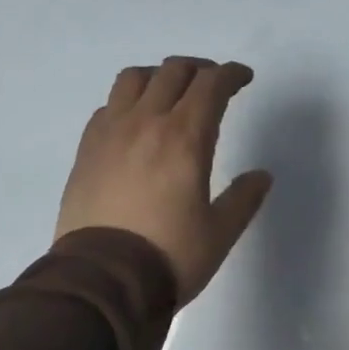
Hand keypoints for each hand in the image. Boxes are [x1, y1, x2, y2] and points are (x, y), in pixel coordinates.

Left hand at [56, 57, 272, 303]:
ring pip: (133, 78)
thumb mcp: (220, 232)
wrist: (102, 280)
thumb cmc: (169, 256)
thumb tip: (261, 176)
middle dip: (199, 69)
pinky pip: (108, 106)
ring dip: (159, 77)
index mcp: (185, 137)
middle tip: (213, 84)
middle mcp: (146, 122)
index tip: (243, 78)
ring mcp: (110, 133)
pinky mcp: (86, 150)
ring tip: (171, 94)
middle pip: (173, 71)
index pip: (211, 85)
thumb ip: (244, 198)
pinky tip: (135, 124)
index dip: (231, 74)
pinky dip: (128, 102)